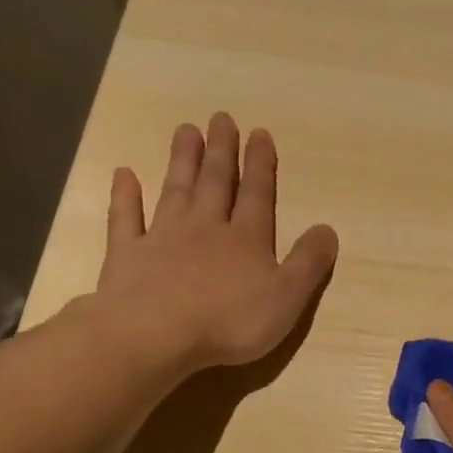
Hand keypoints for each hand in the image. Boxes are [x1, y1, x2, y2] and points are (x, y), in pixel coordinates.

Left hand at [87, 114, 338, 380]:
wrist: (154, 334)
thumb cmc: (229, 321)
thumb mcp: (286, 298)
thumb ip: (308, 263)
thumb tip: (328, 229)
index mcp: (247, 240)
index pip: (258, 195)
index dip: (261, 165)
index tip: (260, 133)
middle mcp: (206, 228)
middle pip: (216, 183)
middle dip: (222, 151)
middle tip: (221, 118)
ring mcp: (162, 237)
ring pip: (176, 190)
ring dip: (182, 161)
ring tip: (186, 131)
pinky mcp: (127, 254)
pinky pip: (126, 218)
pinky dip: (125, 195)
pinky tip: (124, 174)